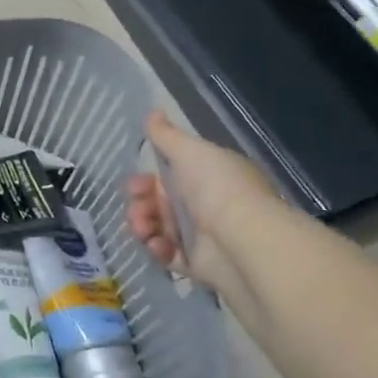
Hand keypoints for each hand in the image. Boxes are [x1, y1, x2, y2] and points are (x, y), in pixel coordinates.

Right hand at [126, 111, 275, 290]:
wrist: (242, 240)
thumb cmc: (217, 188)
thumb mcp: (190, 152)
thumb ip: (166, 136)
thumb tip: (152, 112)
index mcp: (209, 177)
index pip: (169, 176)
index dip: (147, 179)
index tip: (135, 183)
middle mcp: (207, 205)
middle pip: (160, 203)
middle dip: (140, 204)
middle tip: (137, 209)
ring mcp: (204, 237)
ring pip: (160, 229)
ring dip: (144, 226)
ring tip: (144, 230)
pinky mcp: (199, 265)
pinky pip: (169, 256)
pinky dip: (159, 250)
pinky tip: (158, 246)